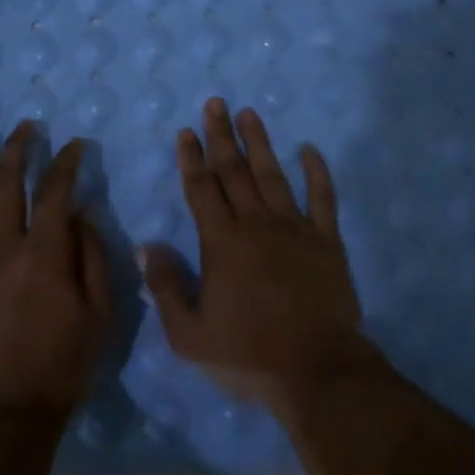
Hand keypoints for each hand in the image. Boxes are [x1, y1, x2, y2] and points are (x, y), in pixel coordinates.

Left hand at [0, 120, 112, 419]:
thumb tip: (81, 214)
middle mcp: (2, 251)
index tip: (73, 145)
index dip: (65, 163)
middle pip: (5, 187)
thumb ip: (93, 258)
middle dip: (16, 150)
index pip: (55, 192)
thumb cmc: (64, 364)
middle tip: (23, 127)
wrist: (9, 414)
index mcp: (44, 255)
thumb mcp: (101, 313)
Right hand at [139, 99, 368, 406]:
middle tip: (216, 103)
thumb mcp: (189, 335)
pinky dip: (317, 172)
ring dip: (260, 143)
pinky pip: (323, 198)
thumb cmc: (248, 356)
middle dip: (222, 136)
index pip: (202, 189)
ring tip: (250, 113)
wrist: (317, 371)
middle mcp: (257, 224)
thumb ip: (166, 287)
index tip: (187, 131)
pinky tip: (310, 149)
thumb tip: (147, 246)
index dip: (192, 158)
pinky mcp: (327, 241)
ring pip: (274, 175)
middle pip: (235, 171)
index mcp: (222, 243)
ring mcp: (295, 229)